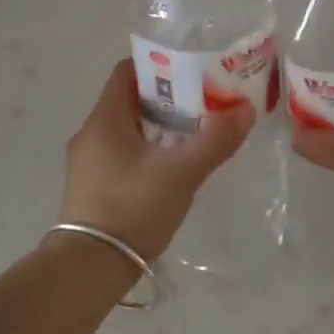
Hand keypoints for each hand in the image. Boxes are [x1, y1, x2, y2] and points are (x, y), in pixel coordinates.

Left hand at [60, 60, 254, 259]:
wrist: (90, 268)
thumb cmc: (133, 208)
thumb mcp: (181, 173)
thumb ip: (215, 140)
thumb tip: (245, 109)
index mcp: (104, 120)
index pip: (126, 72)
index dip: (158, 65)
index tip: (191, 69)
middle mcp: (90, 135)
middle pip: (129, 101)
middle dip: (166, 97)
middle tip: (203, 101)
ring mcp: (88, 164)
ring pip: (127, 130)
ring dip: (159, 126)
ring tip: (195, 132)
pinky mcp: (92, 188)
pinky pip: (122, 155)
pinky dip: (148, 150)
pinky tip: (172, 167)